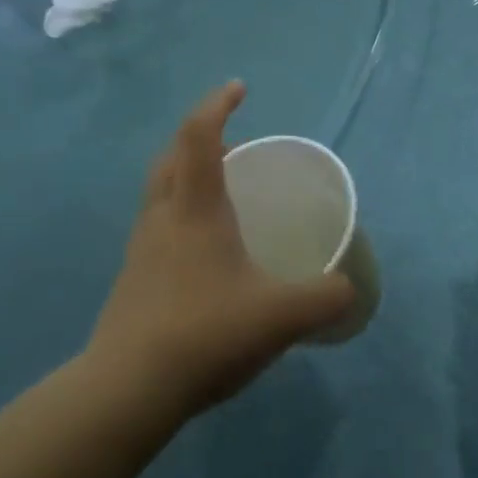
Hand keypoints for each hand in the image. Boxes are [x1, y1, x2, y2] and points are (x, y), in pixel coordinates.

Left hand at [85, 82, 355, 422]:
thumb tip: (348, 289)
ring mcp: (141, 251)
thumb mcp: (283, 315)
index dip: (217, 106)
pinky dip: (181, 218)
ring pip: (160, 194)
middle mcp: (162, 219)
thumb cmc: (206, 333)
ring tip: (222, 196)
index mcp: (194, 210)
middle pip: (171, 159)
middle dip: (200, 139)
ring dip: (186, 178)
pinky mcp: (134, 281)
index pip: (199, 137)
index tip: (239, 88)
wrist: (129, 389)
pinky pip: (158, 228)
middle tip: (233, 145)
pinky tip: (206, 254)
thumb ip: (326, 297)